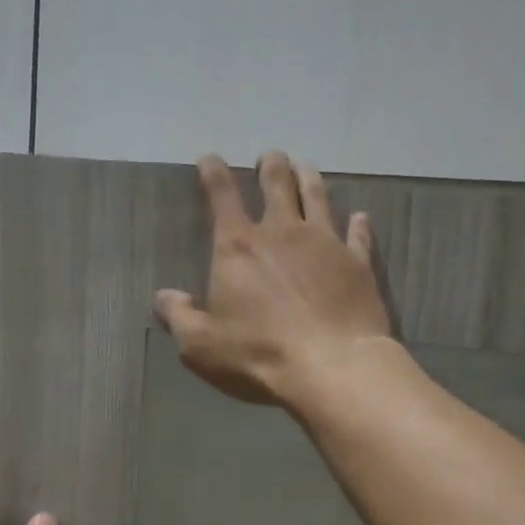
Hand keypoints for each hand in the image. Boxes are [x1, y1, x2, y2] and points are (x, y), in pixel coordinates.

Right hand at [154, 151, 393, 409]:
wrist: (331, 367)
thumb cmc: (258, 355)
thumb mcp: (200, 344)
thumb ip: (179, 316)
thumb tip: (164, 297)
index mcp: (238, 247)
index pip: (221, 195)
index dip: (213, 173)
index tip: (209, 159)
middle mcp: (283, 232)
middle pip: (277, 184)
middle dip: (270, 165)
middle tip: (270, 157)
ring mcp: (326, 244)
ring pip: (318, 197)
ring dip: (309, 179)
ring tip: (306, 168)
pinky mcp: (358, 264)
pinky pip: (359, 235)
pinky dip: (358, 224)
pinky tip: (360, 217)